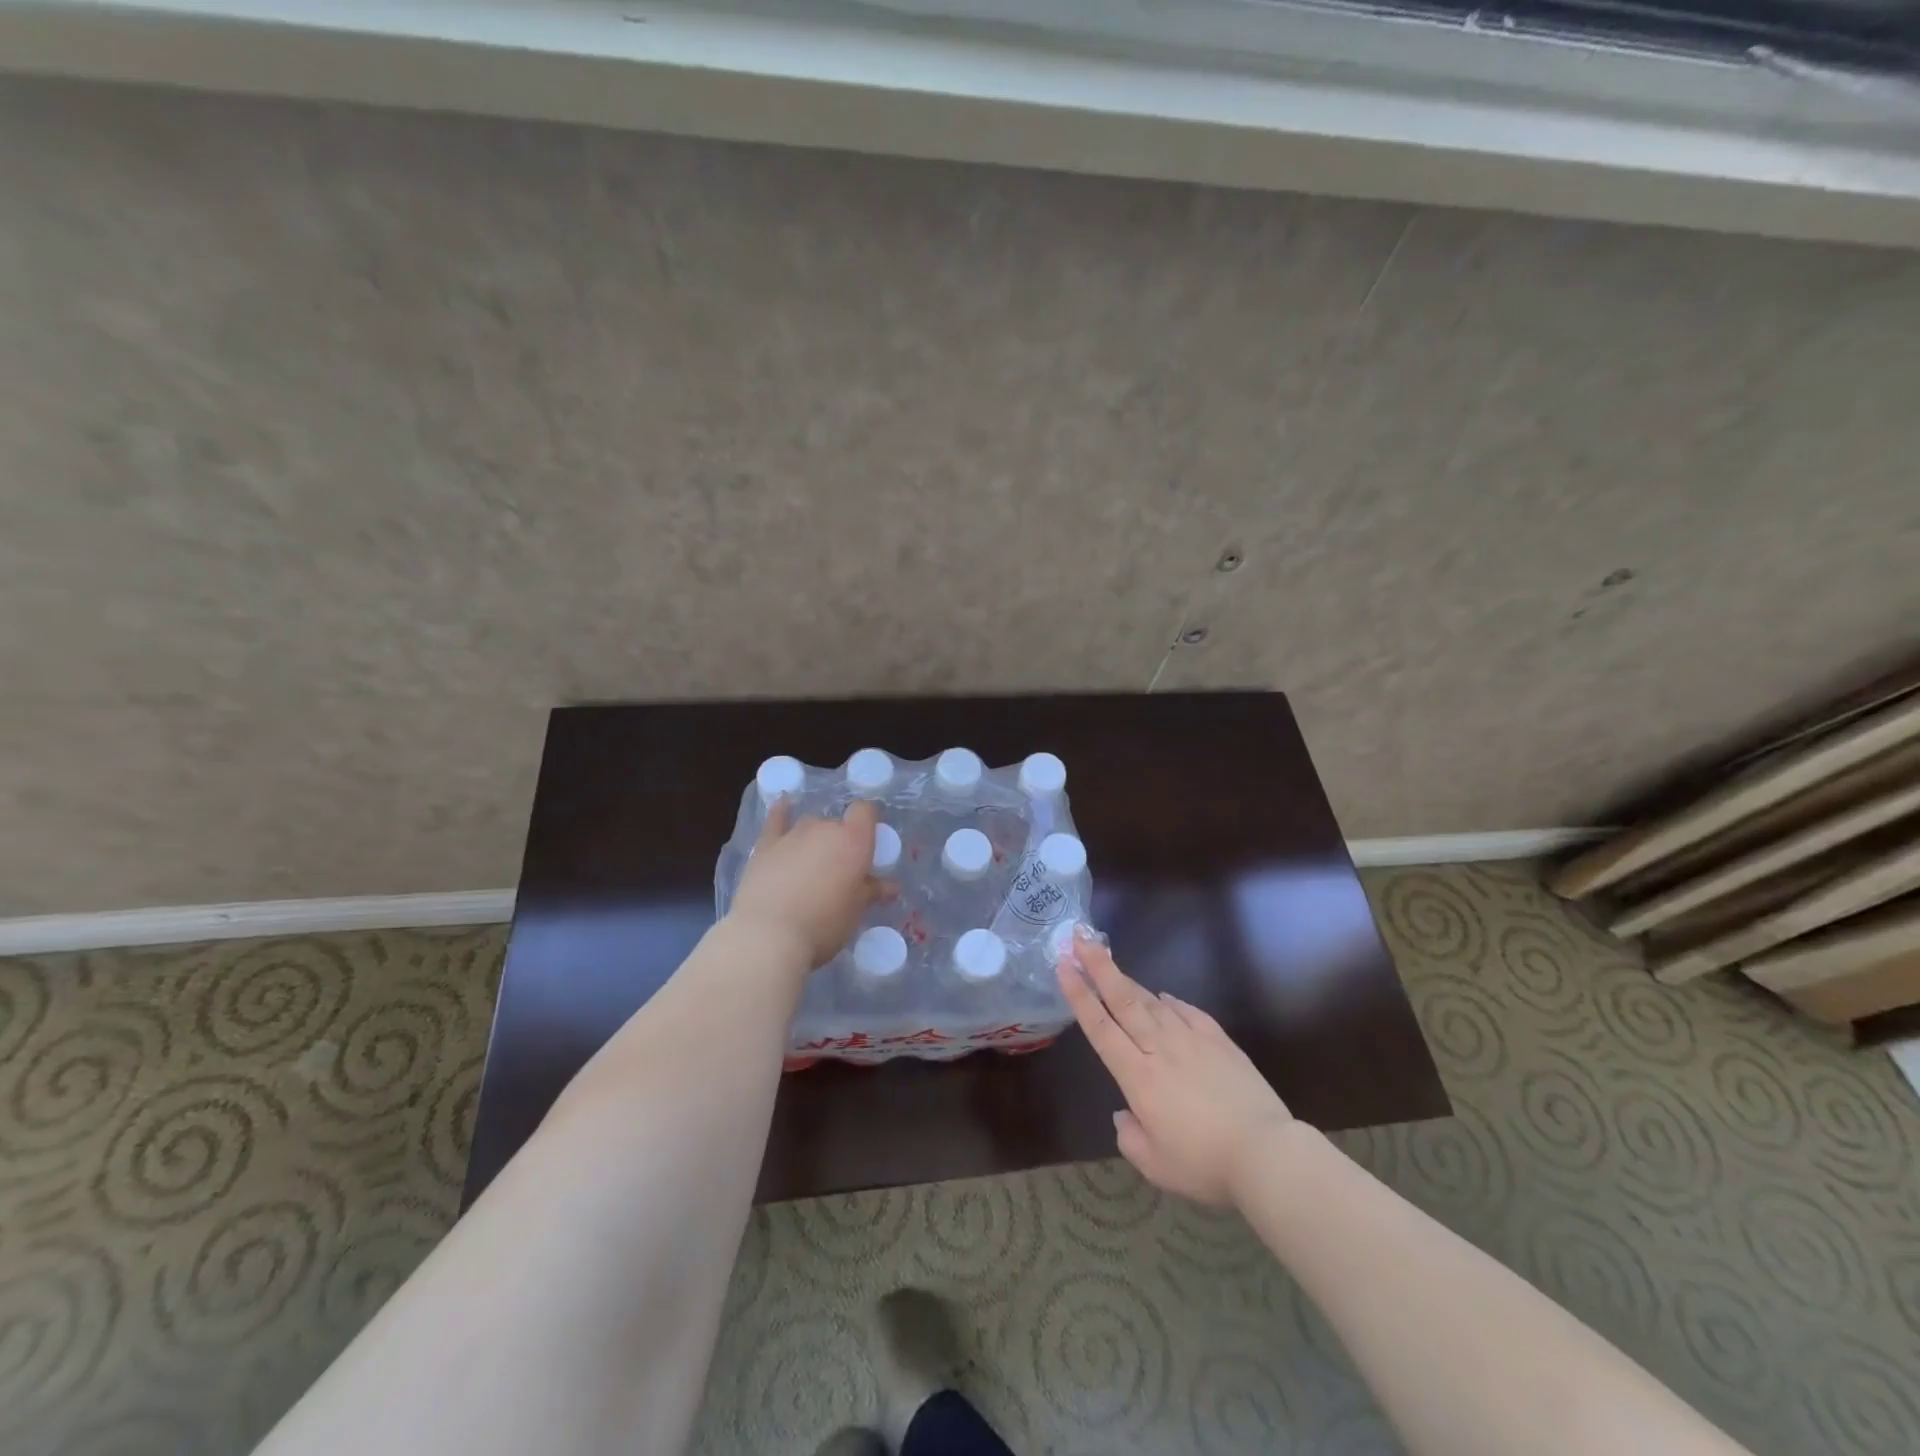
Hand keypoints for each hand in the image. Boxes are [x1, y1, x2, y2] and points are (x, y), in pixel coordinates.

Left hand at [728, 797, 886, 969]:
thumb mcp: (856, 911)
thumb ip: (873, 891)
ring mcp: (792, 834)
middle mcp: (824, 828)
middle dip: (840, 842)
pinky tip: (784, 803)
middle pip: (837, 823)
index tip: (868, 842)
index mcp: (853, 841)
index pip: (865, 811)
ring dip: (815, 838)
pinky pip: (777, 820)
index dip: (868, 822)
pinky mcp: (765, 845)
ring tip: (812, 863)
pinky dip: (782, 812)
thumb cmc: (824, 924)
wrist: (768, 935)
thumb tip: (892, 886)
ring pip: (810, 825)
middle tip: (839, 872)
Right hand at [1058, 930, 1292, 1208]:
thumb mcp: (1155, 1166)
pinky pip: (1189, 1012)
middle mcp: (1160, 1048)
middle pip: (1123, 999)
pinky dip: (1171, 1001)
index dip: (1079, 995)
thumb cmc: (1204, 1164)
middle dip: (1098, 967)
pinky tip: (1164, 996)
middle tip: (1079, 938)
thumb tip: (1125, 1114)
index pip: (1100, 1027)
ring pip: (1153, 1001)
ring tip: (1111, 964)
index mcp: (1138, 1076)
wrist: (1267, 1153)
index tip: (1064, 966)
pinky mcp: (1220, 1041)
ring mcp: (1192, 1040)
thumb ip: (1130, 1137)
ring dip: (1128, 981)